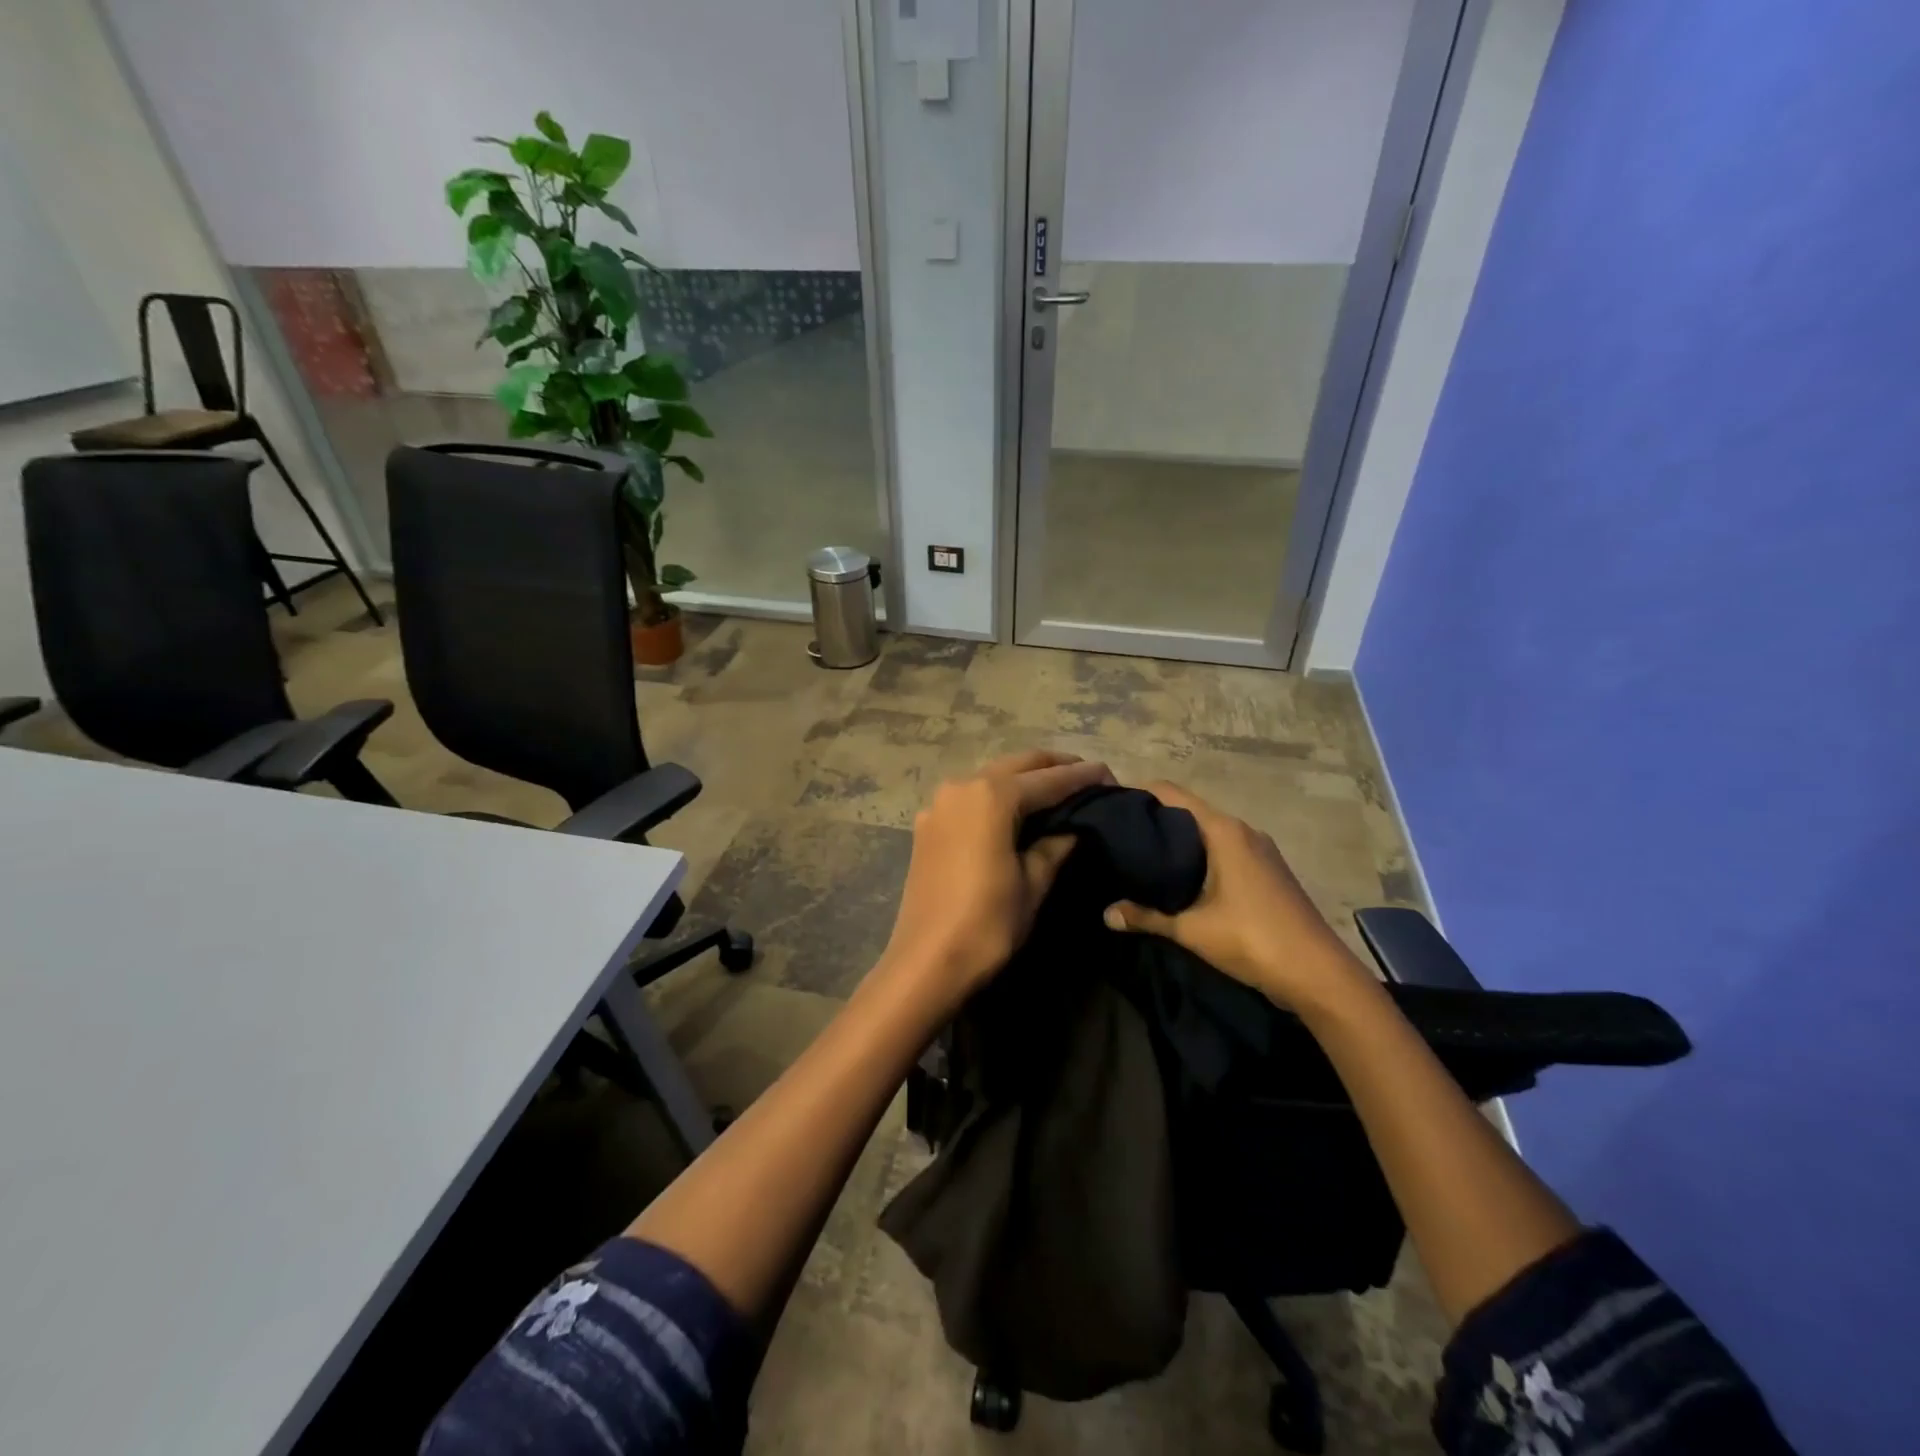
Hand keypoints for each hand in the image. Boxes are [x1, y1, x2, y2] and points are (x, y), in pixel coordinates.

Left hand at [878, 749, 1114, 1009]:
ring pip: (991, 776)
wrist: (926, 961)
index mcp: (992, 795)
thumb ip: (1055, 845)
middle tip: (1086, 777)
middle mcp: (962, 786)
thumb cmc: (987, 923)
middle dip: (1053, 767)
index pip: (1049, 779)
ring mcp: (939, 804)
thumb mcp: (1032, 883)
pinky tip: (1014, 813)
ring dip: (1023, 779)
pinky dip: (996, 797)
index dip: (1082, 777)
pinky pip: (969, 797)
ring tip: (1055, 792)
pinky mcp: (927, 825)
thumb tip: (1073, 827)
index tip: (1110, 775)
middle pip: (1017, 765)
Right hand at [1103, 781, 1365, 1012]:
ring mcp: (1260, 851)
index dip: (1141, 793)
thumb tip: (1106, 914)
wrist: (1319, 974)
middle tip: (1120, 835)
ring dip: (1179, 840)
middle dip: (1156, 820)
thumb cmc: (1252, 940)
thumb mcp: (1191, 930)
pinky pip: (1225, 850)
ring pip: (1209, 833)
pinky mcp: (1268, 871)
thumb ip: (1146, 917)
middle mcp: (1243, 831)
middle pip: (1190, 811)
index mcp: (1224, 831)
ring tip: (1143, 856)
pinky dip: (1200, 856)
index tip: (1112, 805)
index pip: (1173, 794)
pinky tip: (1180, 879)